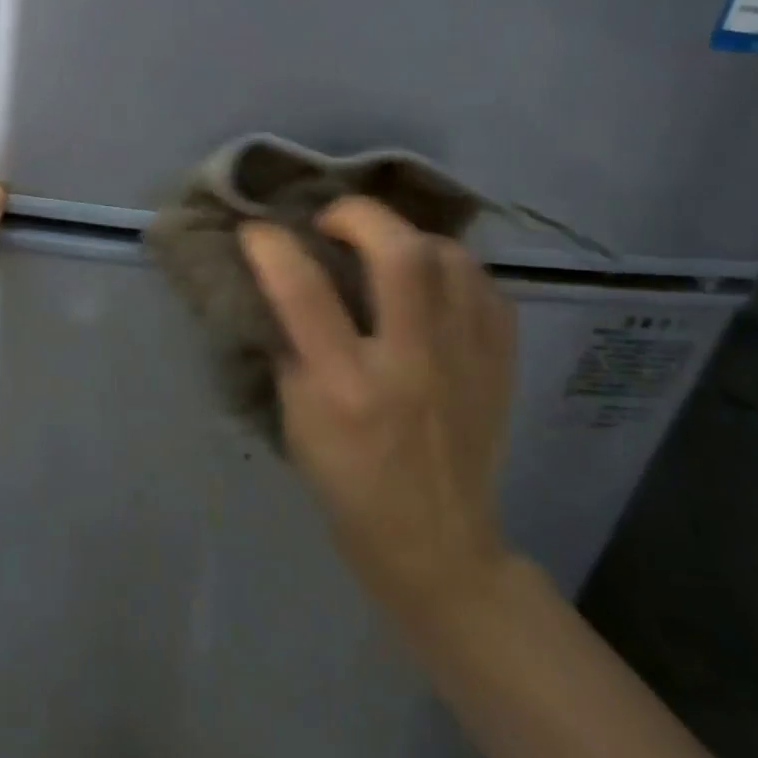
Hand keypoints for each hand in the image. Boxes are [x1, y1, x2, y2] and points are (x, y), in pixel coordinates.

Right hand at [239, 199, 516, 614]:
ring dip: (407, 236)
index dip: (273, 247)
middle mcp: (411, 364)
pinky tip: (429, 281)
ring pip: (451, 260)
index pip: (304, 292)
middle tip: (333, 222)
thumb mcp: (296, 418)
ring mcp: (465, 361)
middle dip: (358, 216)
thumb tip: (283, 282)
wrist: (435, 541)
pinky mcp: (501, 364)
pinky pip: (485, 287)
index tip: (256, 231)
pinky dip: (450, 269)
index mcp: (345, 388)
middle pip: (400, 255)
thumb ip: (291, 346)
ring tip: (383, 247)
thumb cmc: (346, 484)